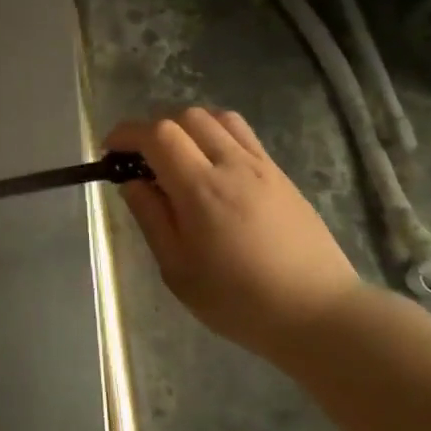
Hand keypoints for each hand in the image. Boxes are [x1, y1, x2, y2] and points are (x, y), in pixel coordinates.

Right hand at [106, 109, 362, 356]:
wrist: (319, 314)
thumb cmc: (240, 301)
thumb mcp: (178, 271)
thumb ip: (152, 219)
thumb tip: (132, 183)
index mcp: (201, 189)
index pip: (158, 134)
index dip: (127, 133)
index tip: (111, 151)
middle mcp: (232, 165)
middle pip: (187, 116)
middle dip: (155, 128)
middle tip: (142, 159)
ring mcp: (262, 166)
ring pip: (218, 118)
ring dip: (189, 126)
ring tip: (179, 157)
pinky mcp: (282, 175)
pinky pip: (244, 135)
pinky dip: (217, 135)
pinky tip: (213, 168)